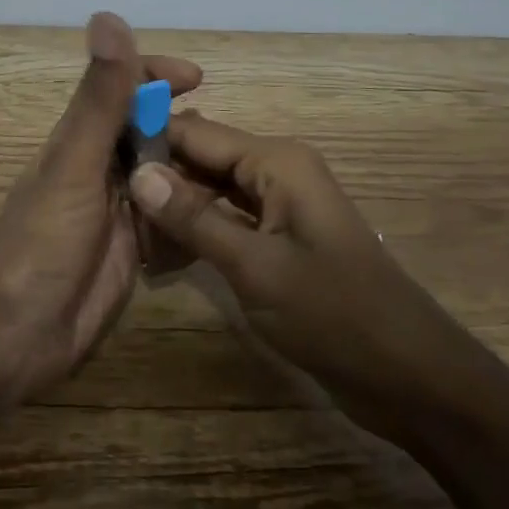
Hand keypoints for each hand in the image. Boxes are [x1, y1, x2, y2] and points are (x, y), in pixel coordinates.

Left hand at [0, 13, 200, 455]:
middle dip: (187, 133)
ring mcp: (118, 212)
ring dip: (194, 179)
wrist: (17, 337)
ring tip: (229, 190)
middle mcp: (100, 169)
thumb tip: (108, 16)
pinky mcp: (133, 252)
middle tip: (227, 149)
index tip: (197, 79)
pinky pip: (171, 224)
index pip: (120, 89)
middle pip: (150, 134)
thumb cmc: (41, 243)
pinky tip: (213, 230)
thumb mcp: (75, 164)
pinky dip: (190, 222)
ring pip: (166, 178)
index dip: (155, 75)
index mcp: (81, 140)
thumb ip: (99, 98)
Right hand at [127, 113, 455, 428]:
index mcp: (277, 160)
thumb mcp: (255, 267)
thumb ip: (193, 218)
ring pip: (211, 190)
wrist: (411, 377)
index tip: (97, 157)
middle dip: (157, 177)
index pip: (196, 131)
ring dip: (173, 208)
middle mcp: (277, 170)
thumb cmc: (335, 315)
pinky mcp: (281, 238)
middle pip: (202, 158)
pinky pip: (228, 219)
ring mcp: (280, 205)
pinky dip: (197, 231)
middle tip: (105, 205)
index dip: (148, 138)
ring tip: (124, 232)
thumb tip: (138, 172)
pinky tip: (160, 254)